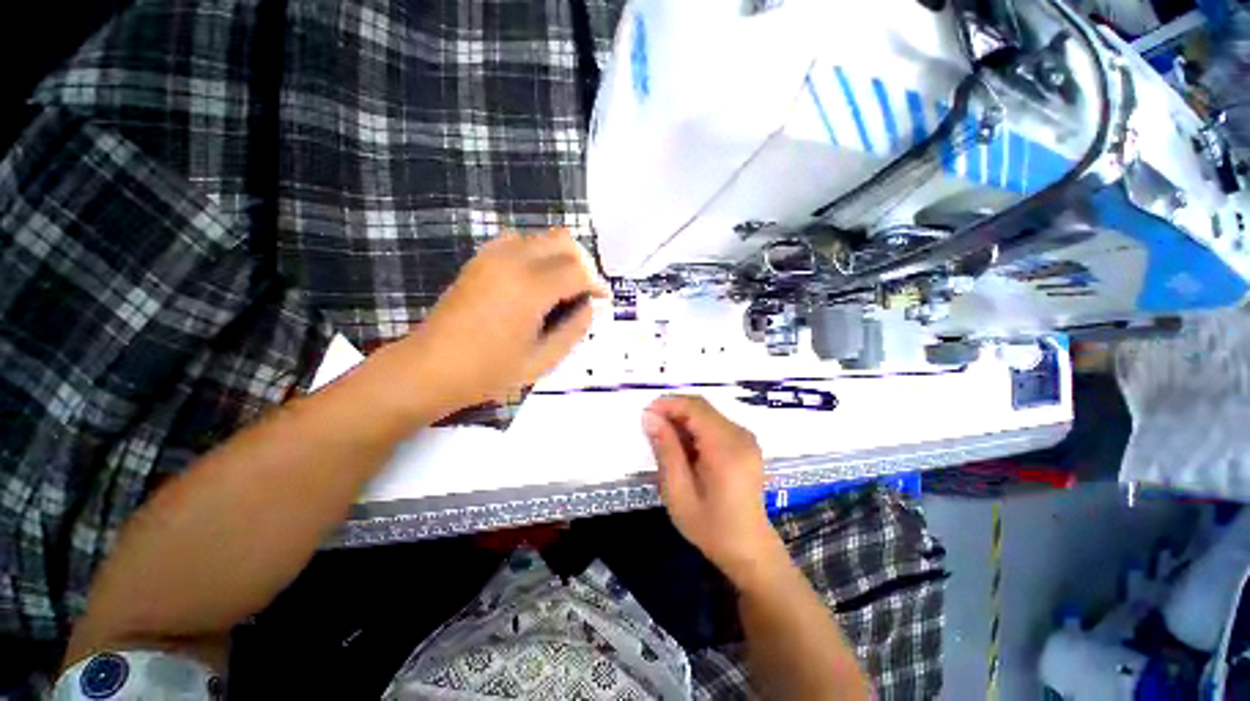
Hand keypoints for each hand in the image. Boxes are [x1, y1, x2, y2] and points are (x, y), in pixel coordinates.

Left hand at [396, 229, 608, 410]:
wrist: (430, 367)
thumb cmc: (489, 371)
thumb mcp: (543, 359)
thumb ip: (575, 329)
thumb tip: (590, 306)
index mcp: (532, 288)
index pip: (579, 270)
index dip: (596, 283)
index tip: (602, 298)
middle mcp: (514, 261)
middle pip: (563, 242)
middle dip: (583, 264)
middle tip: (585, 291)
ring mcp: (492, 256)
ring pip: (542, 237)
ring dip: (560, 256)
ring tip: (563, 286)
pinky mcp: (479, 259)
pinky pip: (518, 241)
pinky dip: (536, 253)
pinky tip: (535, 279)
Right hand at [642, 396, 788, 588]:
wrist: (749, 549)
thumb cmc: (711, 527)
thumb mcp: (678, 492)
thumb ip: (666, 450)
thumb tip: (650, 417)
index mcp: (726, 448)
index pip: (695, 408)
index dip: (668, 404)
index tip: (645, 415)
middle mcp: (741, 436)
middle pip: (702, 407)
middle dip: (673, 411)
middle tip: (651, 428)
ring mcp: (746, 438)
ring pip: (707, 413)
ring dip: (683, 419)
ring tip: (665, 441)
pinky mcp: (745, 444)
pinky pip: (715, 424)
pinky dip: (695, 428)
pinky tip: (684, 448)